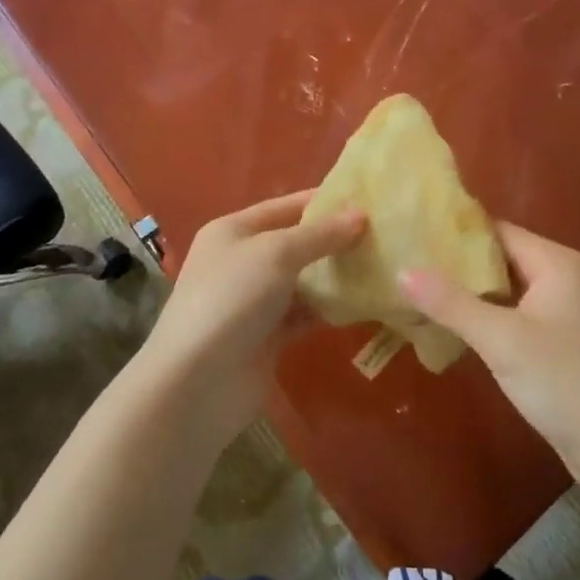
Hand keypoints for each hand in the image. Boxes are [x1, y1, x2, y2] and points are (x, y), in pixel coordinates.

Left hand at [140, 190, 365, 442]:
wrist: (197, 381)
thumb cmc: (232, 298)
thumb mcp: (277, 253)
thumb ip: (320, 234)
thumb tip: (360, 214)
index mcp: (232, 231)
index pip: (283, 206)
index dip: (322, 201)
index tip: (366, 198)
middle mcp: (241, 262)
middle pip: (294, 243)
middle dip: (333, 239)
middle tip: (382, 234)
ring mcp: (253, 302)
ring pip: (302, 281)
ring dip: (334, 276)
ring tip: (380, 265)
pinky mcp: (266, 338)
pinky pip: (303, 315)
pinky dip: (328, 310)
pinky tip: (362, 304)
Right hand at [401, 223, 579, 482]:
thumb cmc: (563, 383)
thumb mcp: (501, 340)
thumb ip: (451, 303)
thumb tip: (401, 270)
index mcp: (555, 263)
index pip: (496, 230)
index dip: (454, 231)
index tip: (412, 232)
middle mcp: (561, 276)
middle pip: (498, 256)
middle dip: (455, 261)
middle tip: (405, 260)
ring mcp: (560, 309)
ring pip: (502, 287)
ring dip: (465, 290)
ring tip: (416, 287)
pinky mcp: (554, 338)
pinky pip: (510, 312)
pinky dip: (481, 313)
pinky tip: (446, 321)